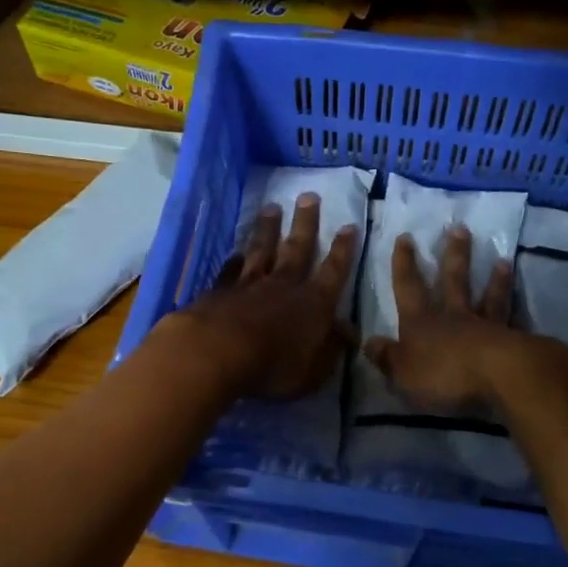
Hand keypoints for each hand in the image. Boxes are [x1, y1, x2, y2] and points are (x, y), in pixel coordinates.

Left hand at [171, 194, 359, 400]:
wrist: (218, 353)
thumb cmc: (275, 367)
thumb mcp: (314, 370)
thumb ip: (331, 349)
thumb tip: (348, 332)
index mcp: (313, 304)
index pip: (334, 271)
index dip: (343, 251)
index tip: (349, 226)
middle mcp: (284, 286)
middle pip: (297, 248)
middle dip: (305, 223)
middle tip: (308, 196)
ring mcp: (250, 285)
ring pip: (262, 250)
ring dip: (268, 229)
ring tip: (271, 207)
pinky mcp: (221, 292)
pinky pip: (230, 271)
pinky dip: (234, 260)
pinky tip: (235, 252)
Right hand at [362, 225, 520, 410]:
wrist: (498, 376)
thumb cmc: (444, 373)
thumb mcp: (403, 372)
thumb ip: (387, 357)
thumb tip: (368, 342)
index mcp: (421, 323)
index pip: (408, 288)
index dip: (404, 264)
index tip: (405, 237)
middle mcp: (453, 317)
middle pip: (453, 281)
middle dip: (453, 255)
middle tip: (459, 228)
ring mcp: (485, 327)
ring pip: (487, 297)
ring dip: (493, 279)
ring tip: (502, 259)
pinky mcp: (511, 341)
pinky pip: (511, 320)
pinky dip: (516, 310)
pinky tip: (522, 302)